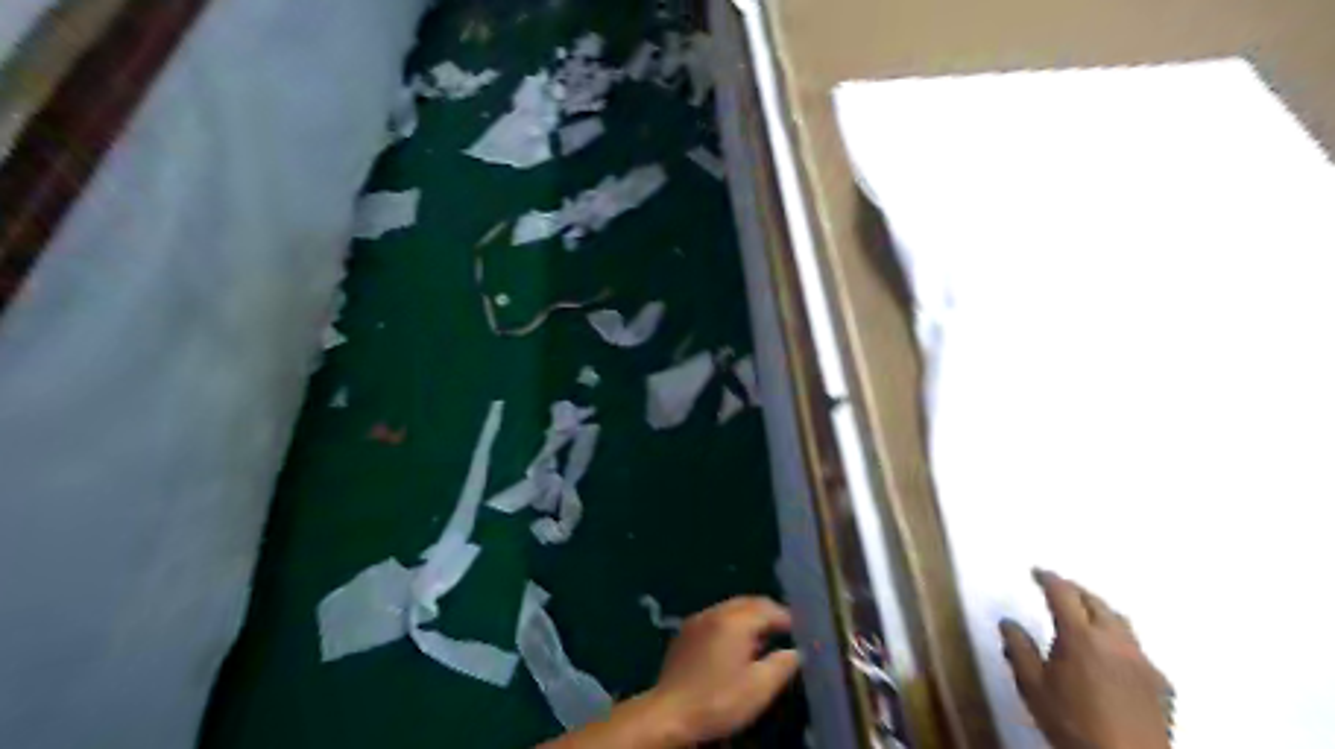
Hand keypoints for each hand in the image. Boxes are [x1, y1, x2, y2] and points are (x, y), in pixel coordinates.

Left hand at [647, 598, 802, 742]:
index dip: (787, 618)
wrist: (669, 714)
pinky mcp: (685, 633)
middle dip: (768, 614)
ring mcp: (697, 620)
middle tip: (785, 632)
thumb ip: (782, 665)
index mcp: (734, 621)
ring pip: (730, 609)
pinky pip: (715, 619)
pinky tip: (734, 647)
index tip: (802, 632)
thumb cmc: (718, 701)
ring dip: (749, 619)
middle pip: (748, 603)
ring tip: (763, 641)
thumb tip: (797, 651)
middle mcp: (715, 612)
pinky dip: (731, 625)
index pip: (768, 608)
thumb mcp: (759, 688)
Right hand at [994, 567, 1169, 747]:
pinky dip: (1119, 639)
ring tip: (1084, 613)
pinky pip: (1137, 648)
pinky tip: (1111, 654)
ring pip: (1120, 621)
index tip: (1036, 572)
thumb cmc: (1071, 723)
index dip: (1047, 578)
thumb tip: (1008, 623)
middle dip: (1074, 590)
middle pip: (1095, 601)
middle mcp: (1114, 641)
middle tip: (1058, 588)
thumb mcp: (1032, 686)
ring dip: (1099, 610)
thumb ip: (1018, 649)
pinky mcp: (1161, 683)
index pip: (1062, 592)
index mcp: (1080, 636)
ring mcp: (1142, 661)